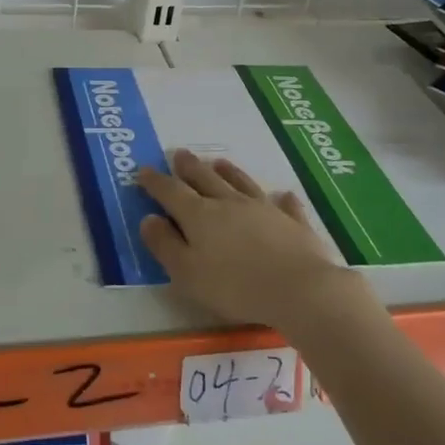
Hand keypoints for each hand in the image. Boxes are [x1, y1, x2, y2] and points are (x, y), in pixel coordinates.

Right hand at [136, 149, 363, 328]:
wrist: (300, 290)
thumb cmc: (235, 287)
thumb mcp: (187, 273)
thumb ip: (165, 245)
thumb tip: (148, 219)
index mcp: (200, 216)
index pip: (171, 192)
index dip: (155, 182)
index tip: (143, 171)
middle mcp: (230, 204)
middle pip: (205, 179)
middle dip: (189, 167)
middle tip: (180, 154)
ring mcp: (264, 210)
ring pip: (242, 184)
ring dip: (229, 172)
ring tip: (219, 162)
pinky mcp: (294, 223)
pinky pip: (286, 205)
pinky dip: (282, 199)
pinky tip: (283, 195)